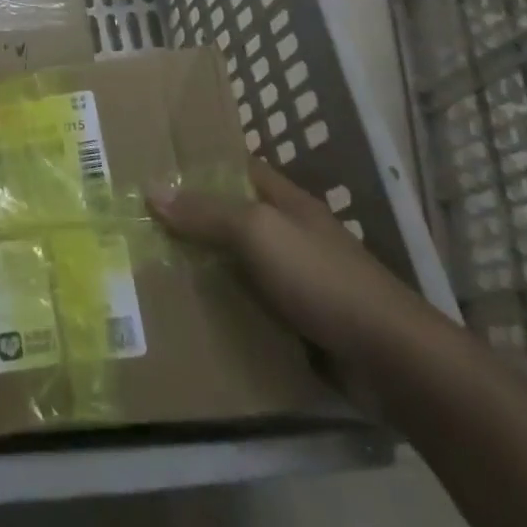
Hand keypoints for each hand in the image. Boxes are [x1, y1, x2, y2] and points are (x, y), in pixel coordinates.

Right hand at [148, 157, 433, 365]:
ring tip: (147, 269)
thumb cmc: (322, 279)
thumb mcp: (259, 232)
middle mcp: (289, 235)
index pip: (236, 169)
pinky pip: (248, 307)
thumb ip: (207, 212)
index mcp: (285, 202)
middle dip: (189, 221)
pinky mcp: (297, 324)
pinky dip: (221, 308)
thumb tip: (151, 189)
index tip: (153, 170)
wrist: (391, 360)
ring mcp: (295, 281)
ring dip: (201, 268)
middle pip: (230, 218)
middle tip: (135, 224)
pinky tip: (186, 315)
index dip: (198, 166)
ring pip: (236, 265)